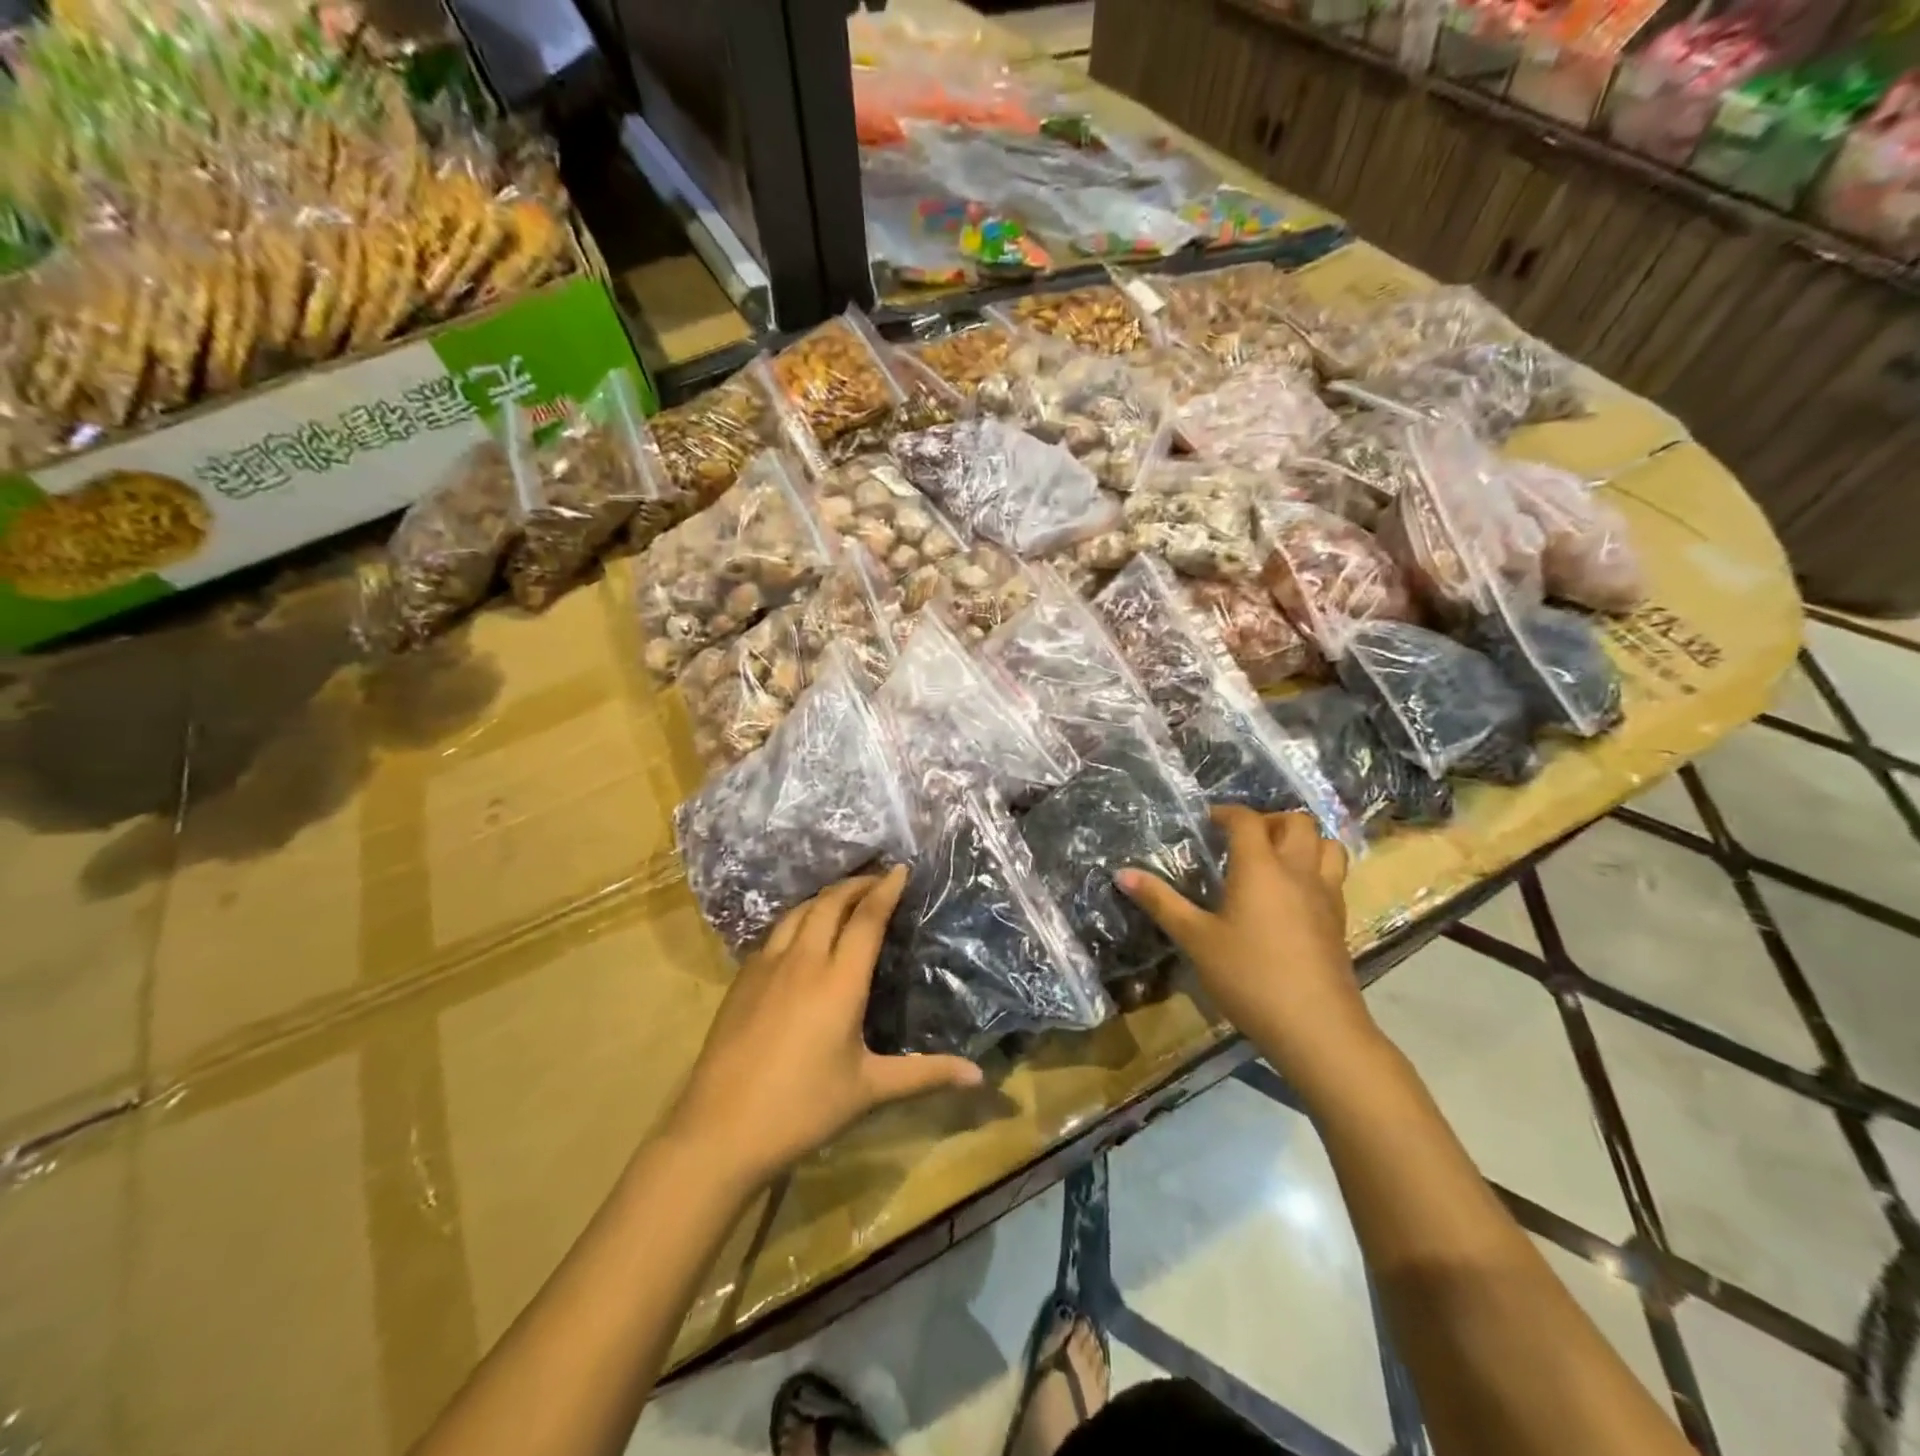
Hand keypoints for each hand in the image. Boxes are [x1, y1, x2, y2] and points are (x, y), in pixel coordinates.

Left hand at [666, 869, 982, 1188]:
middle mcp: (803, 961)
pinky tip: (801, 934)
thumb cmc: (803, 1108)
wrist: (719, 1130)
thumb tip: (980, 1077)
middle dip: (857, 884)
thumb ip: (926, 1075)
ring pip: (799, 911)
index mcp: (839, 980)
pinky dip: (798, 918)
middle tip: (878, 879)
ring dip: (825, 897)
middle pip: (830, 902)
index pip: (866, 918)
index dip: (885, 889)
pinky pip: (775, 932)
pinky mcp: (742, 980)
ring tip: (844, 898)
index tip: (901, 869)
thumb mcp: (869, 1089)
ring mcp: (766, 966)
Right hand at [1120, 808, 1379, 1091]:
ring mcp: (1325, 896)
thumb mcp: (1196, 940)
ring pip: (1326, 845)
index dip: (1226, 812)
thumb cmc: (1249, 977)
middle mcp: (1297, 871)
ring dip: (1302, 840)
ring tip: (1275, 857)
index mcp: (1260, 868)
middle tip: (1242, 840)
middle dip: (1269, 820)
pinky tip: (1293, 893)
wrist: (1316, 1027)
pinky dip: (1315, 868)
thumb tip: (1122, 873)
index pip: (1247, 820)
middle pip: (1296, 822)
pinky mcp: (1339, 920)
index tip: (1207, 821)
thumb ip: (1161, 902)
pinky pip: (1333, 875)